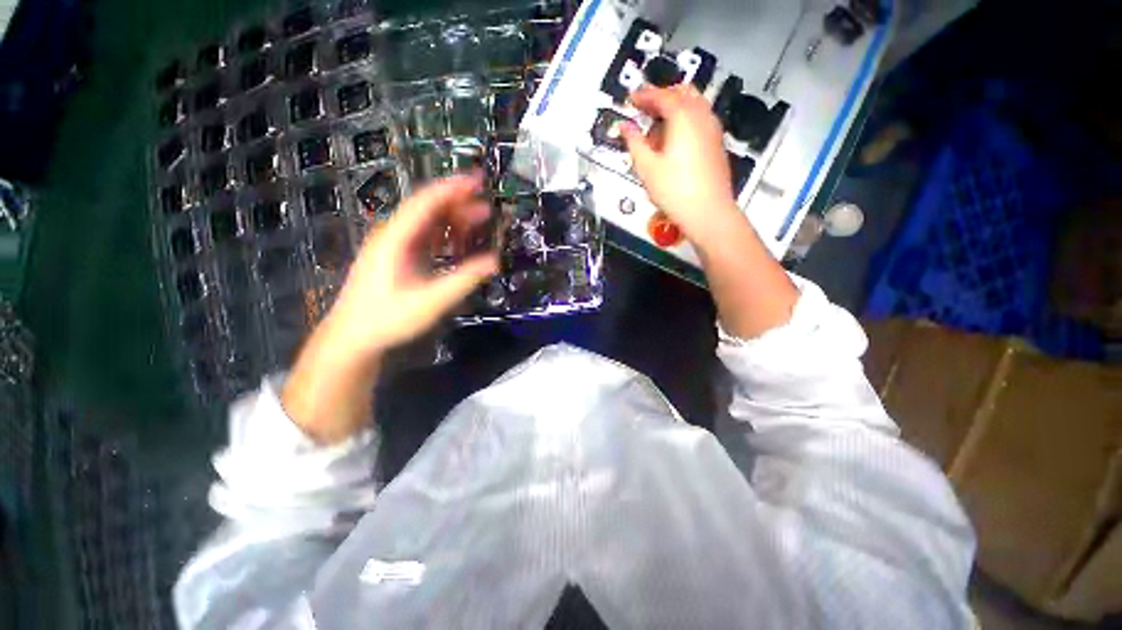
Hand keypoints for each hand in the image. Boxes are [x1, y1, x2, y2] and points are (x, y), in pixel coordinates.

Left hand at [325, 173, 498, 358]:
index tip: (478, 180)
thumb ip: (464, 279)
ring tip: (481, 218)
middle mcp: (393, 235)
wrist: (353, 338)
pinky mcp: (398, 258)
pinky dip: (446, 235)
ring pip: (427, 223)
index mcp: (395, 238)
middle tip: (487, 203)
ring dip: (454, 219)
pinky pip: (425, 238)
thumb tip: (495, 261)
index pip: (426, 202)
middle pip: (428, 209)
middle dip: (458, 202)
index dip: (453, 188)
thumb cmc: (388, 318)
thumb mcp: (430, 301)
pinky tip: (462, 240)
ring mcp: (395, 246)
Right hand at [621, 85, 738, 243]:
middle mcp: (701, 116)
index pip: (662, 96)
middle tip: (644, 110)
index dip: (644, 95)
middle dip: (662, 96)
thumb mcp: (647, 167)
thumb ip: (634, 143)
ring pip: (694, 105)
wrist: (708, 212)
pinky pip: (700, 120)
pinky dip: (685, 121)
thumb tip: (624, 127)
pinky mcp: (716, 144)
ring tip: (657, 130)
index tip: (631, 99)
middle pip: (682, 93)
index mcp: (683, 117)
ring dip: (674, 109)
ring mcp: (713, 129)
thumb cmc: (674, 190)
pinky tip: (674, 142)